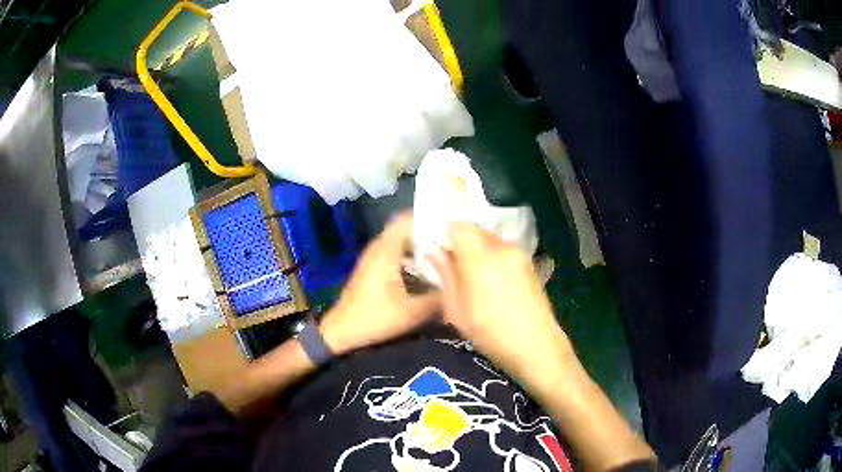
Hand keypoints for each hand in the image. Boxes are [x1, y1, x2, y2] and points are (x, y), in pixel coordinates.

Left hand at [320, 213, 441, 354]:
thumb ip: (439, 298)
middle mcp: (379, 248)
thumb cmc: (375, 319)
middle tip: (455, 239)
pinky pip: (396, 251)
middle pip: (407, 228)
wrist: (341, 331)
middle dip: (430, 231)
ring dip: (421, 243)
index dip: (430, 218)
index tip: (452, 224)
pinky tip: (427, 268)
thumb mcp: (412, 312)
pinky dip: (411, 254)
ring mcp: (374, 257)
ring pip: (401, 240)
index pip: (407, 220)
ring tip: (446, 251)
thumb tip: (461, 285)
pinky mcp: (373, 267)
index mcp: (386, 251)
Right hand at [429, 222, 572, 375]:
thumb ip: (445, 275)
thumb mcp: (457, 310)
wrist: (536, 347)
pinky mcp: (530, 263)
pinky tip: (492, 282)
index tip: (438, 248)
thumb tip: (434, 251)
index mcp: (481, 257)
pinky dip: (493, 257)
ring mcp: (519, 254)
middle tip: (452, 264)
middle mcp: (502, 248)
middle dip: (461, 241)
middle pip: (476, 229)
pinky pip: (504, 250)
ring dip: (478, 250)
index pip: (459, 225)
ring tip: (472, 276)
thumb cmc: (491, 334)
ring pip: (491, 239)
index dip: (445, 232)